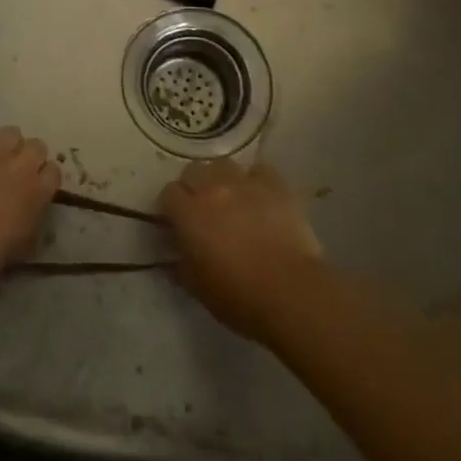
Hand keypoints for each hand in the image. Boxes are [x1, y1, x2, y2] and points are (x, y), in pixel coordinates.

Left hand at [0, 124, 61, 289]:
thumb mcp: (11, 256)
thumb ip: (22, 235)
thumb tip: (20, 231)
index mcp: (36, 195)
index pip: (54, 173)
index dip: (43, 179)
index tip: (33, 188)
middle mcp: (19, 166)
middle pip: (37, 146)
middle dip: (26, 156)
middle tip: (12, 173)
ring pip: (10, 132)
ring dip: (2, 145)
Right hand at [161, 157, 324, 339]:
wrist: (291, 292)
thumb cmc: (238, 296)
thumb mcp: (197, 288)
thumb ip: (180, 266)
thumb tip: (172, 258)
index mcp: (189, 214)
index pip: (169, 193)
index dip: (171, 206)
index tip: (178, 221)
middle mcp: (213, 189)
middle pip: (193, 170)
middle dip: (194, 186)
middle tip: (203, 209)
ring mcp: (245, 183)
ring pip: (224, 164)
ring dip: (222, 178)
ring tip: (231, 198)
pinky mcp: (275, 185)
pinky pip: (260, 170)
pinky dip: (256, 180)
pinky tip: (261, 197)